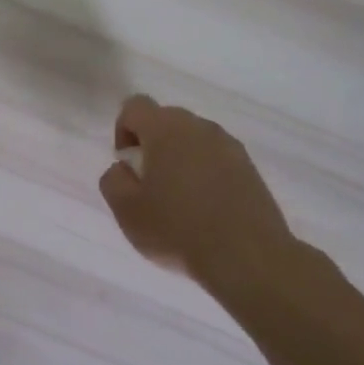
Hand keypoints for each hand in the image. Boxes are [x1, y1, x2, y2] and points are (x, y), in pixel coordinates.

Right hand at [98, 94, 306, 299]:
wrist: (248, 258)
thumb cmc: (178, 229)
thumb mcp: (126, 210)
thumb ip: (113, 180)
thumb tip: (123, 168)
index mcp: (165, 129)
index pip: (134, 106)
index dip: (123, 130)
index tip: (128, 164)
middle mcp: (199, 127)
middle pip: (166, 119)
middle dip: (153, 144)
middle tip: (149, 184)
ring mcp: (230, 146)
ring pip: (194, 140)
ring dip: (181, 158)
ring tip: (179, 199)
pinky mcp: (250, 169)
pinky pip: (217, 159)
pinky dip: (206, 174)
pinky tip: (206, 208)